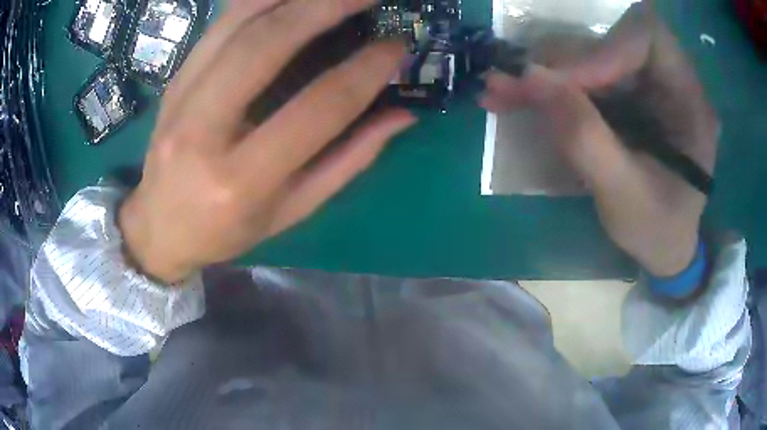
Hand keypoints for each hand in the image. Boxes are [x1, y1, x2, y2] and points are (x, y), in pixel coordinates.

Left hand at [119, 0, 414, 283]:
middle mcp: (203, 131)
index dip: (365, 70)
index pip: (317, 108)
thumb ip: (347, 161)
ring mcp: (180, 97)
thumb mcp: (291, 211)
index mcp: (242, 179)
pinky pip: (220, 24)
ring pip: (238, 22)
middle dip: (326, 7)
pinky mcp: (174, 80)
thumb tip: (401, 116)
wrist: (158, 228)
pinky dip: (258, 1)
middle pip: (266, 45)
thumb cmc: (225, 231)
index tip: (397, 46)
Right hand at [480, 0, 718, 276]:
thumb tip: (531, 78)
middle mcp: (671, 80)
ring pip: (593, 52)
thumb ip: (585, 138)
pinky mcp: (628, 94)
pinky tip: (522, 98)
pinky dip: (552, 85)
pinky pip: (587, 75)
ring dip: (548, 71)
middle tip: (516, 83)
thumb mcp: (624, 196)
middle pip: (614, 38)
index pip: (647, 38)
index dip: (604, 49)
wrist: (664, 246)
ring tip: (504, 92)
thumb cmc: (656, 230)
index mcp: (690, 103)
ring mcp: (647, 85)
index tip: (562, 83)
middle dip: (565, 60)